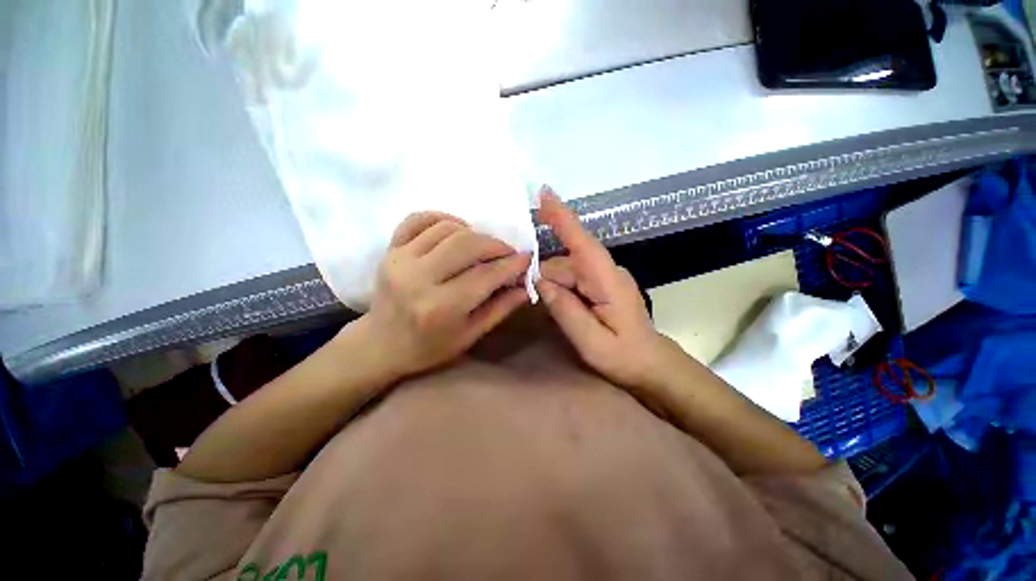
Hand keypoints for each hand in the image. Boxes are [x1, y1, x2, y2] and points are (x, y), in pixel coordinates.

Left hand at [359, 212, 531, 378]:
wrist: (381, 344)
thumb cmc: (429, 347)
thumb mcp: (470, 336)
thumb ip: (500, 309)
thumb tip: (525, 286)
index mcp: (440, 308)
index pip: (485, 275)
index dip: (511, 264)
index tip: (526, 258)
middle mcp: (418, 279)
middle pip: (467, 244)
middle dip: (495, 244)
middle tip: (507, 253)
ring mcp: (400, 260)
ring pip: (446, 228)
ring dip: (473, 233)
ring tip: (483, 246)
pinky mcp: (389, 249)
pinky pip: (418, 219)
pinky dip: (442, 218)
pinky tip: (456, 230)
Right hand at [535, 190, 678, 392]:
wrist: (650, 364)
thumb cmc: (625, 356)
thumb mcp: (592, 341)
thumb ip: (566, 311)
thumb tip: (541, 282)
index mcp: (608, 280)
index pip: (582, 242)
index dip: (562, 217)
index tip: (544, 193)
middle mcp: (606, 271)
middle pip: (564, 262)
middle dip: (547, 280)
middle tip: (540, 305)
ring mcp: (603, 276)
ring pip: (565, 271)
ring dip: (554, 288)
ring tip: (560, 316)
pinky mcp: (600, 283)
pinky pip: (572, 278)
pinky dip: (561, 290)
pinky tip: (564, 308)